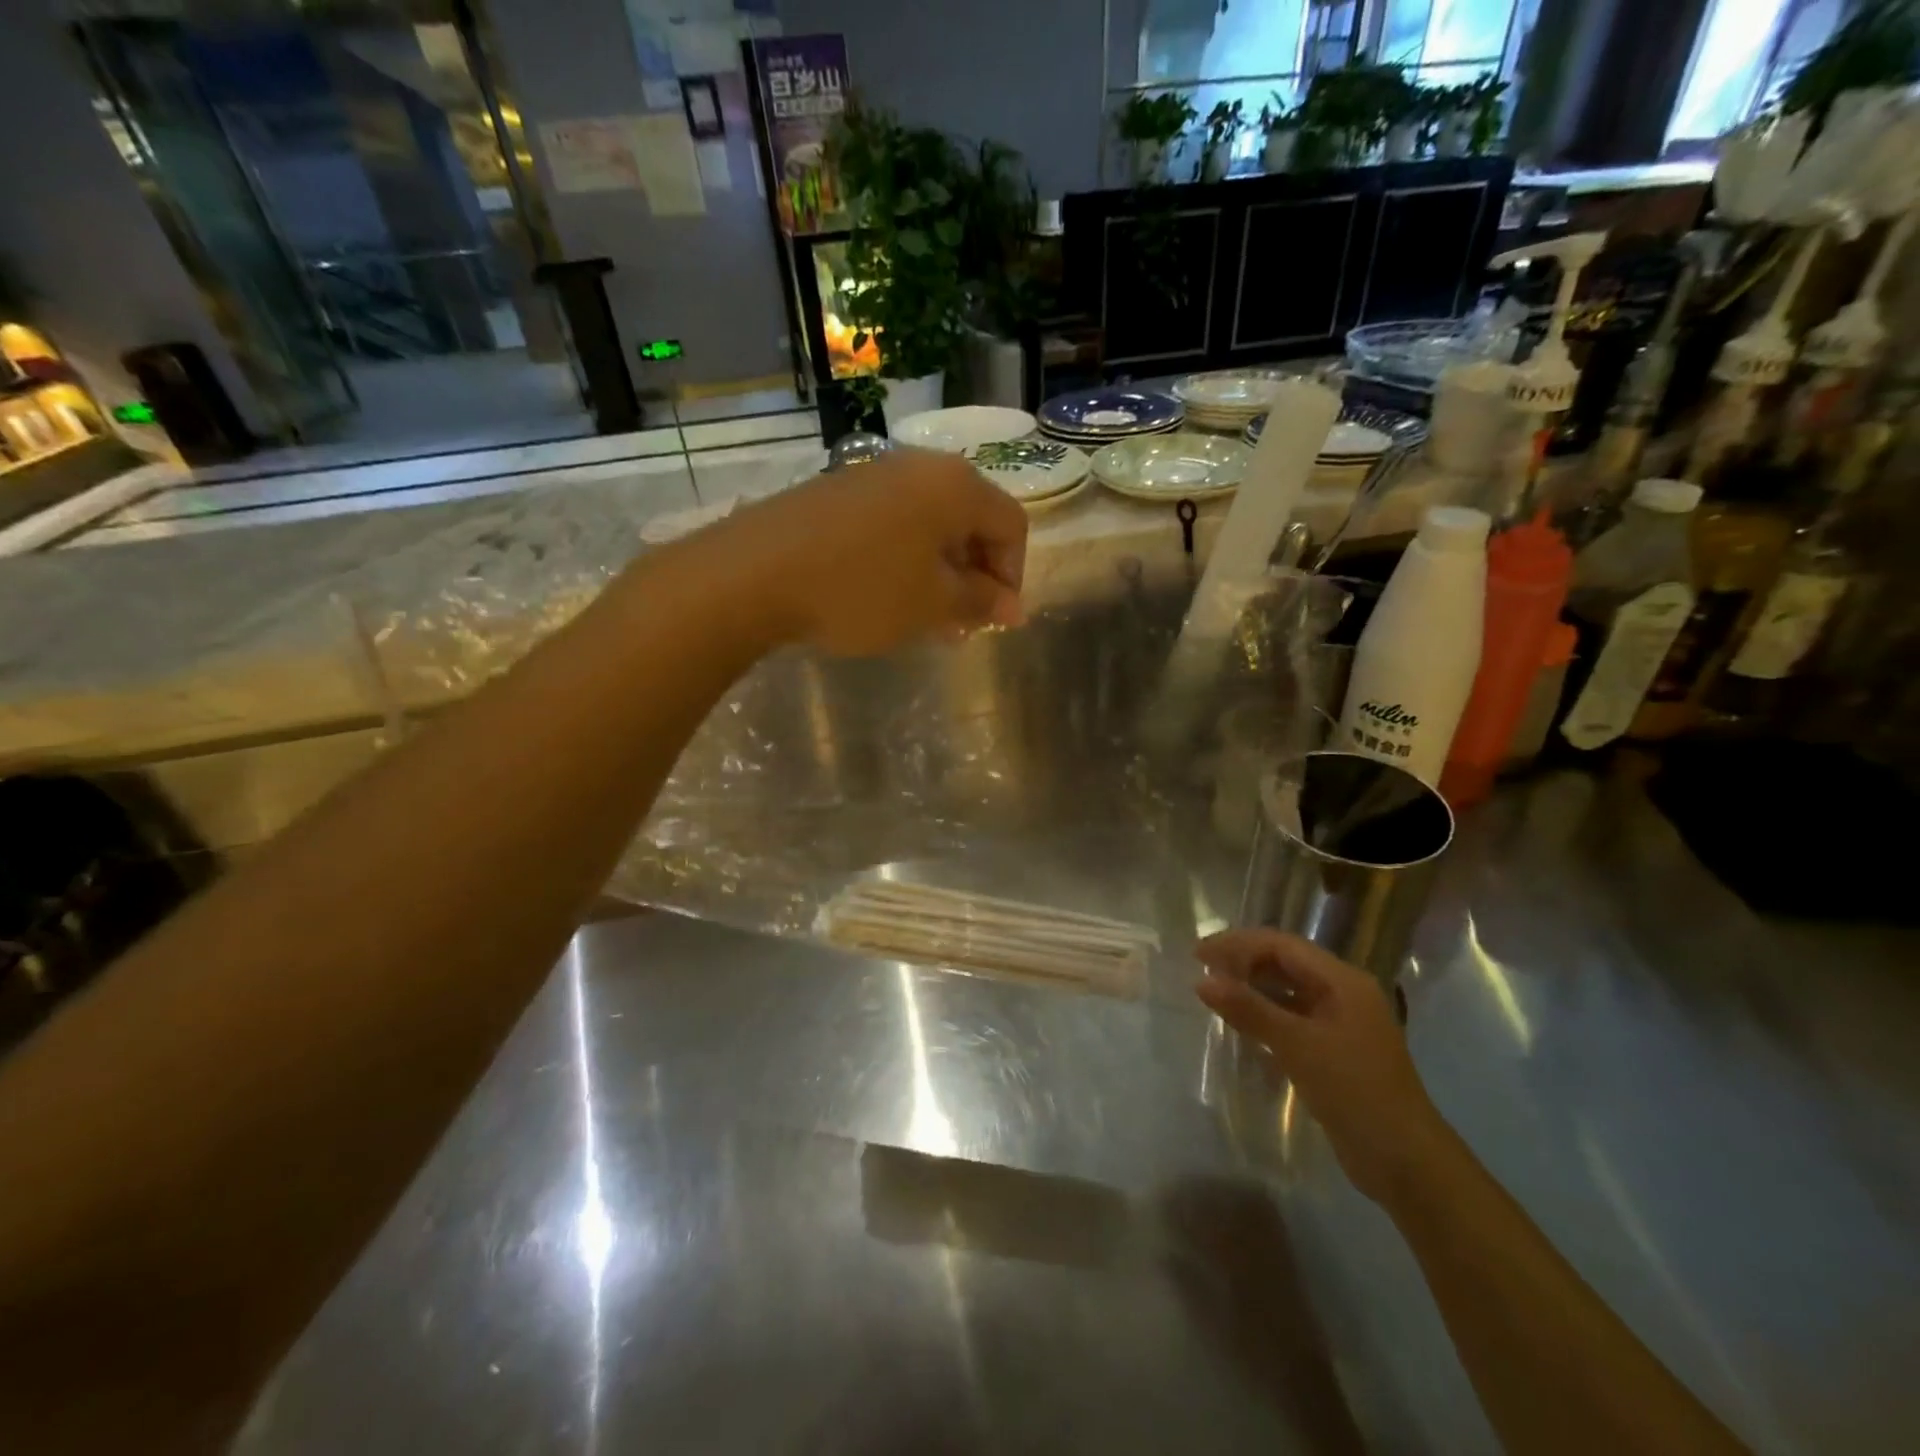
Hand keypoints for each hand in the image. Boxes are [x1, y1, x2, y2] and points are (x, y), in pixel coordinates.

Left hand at [716, 449, 1027, 655]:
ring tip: (925, 618)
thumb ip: (981, 603)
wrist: (754, 573)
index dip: (1013, 575)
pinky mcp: (838, 491)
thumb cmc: (861, 589)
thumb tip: (1013, 608)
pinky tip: (885, 595)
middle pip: (971, 520)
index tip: (994, 620)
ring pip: (930, 525)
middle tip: (961, 624)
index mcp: (955, 486)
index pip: (1012, 525)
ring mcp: (874, 474)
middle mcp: (920, 467)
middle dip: (975, 576)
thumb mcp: (931, 605)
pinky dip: (904, 559)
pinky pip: (893, 523)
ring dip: (939, 572)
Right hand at [1196, 930, 1448, 1202]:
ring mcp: (1341, 1022)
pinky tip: (1241, 1026)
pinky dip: (1265, 1015)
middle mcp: (1343, 992)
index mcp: (1343, 980)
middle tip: (1201, 971)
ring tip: (1214, 994)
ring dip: (1252, 988)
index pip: (1281, 945)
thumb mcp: (1298, 1046)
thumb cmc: (1355, 1091)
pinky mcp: (1334, 1050)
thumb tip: (1202, 981)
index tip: (1198, 954)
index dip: (1237, 944)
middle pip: (1285, 962)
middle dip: (1243, 962)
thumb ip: (1249, 1009)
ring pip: (1288, 990)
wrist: (1406, 1162)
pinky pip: (1292, 1017)